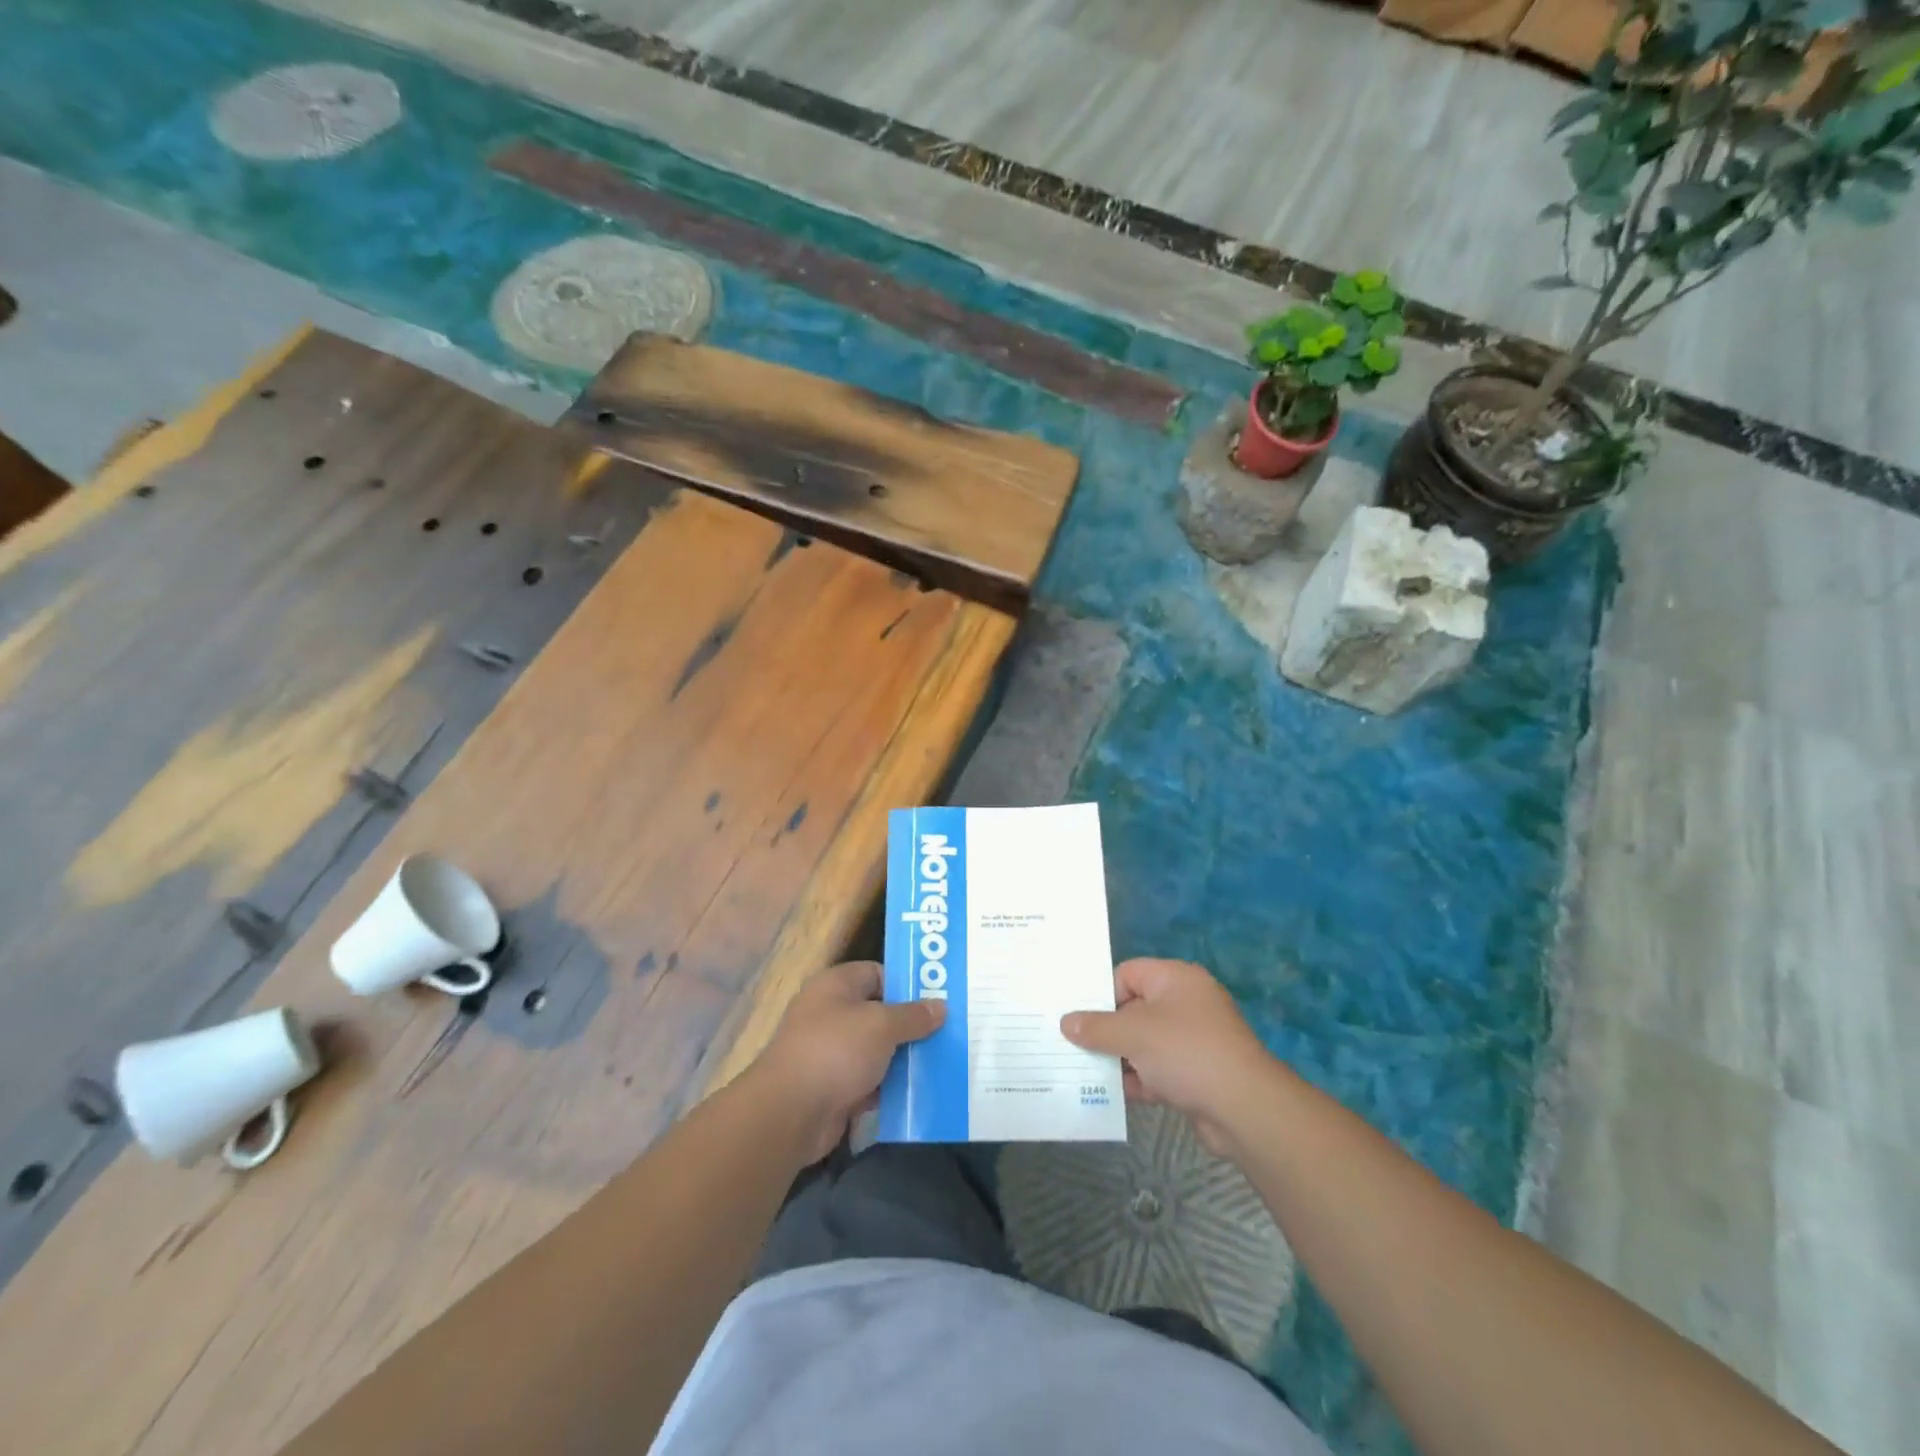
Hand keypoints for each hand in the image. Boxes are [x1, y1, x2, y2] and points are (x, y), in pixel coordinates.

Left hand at [752, 960, 944, 1164]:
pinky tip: (921, 1092)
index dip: (908, 984)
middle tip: (949, 1032)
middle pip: (880, 1013)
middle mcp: (831, 1013)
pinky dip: (890, 1087)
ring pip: (877, 1050)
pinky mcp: (833, 1088)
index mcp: (836, 985)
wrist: (789, 1113)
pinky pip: (869, 1081)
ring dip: (903, 1059)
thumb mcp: (882, 1025)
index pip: (878, 973)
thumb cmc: (836, 1051)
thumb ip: (913, 1016)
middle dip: (911, 1025)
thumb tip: (941, 1006)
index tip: (940, 998)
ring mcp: (830, 1053)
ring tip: (943, 1062)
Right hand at [1061, 958, 1274, 1156]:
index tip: (1081, 1019)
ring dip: (1121, 1059)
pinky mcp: (1198, 1073)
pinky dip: (1140, 1080)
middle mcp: (1187, 1003)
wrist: (1244, 1109)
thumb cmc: (1185, 1053)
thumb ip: (1096, 1027)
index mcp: (1175, 979)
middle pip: (1134, 1009)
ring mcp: (1195, 1040)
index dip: (1103, 994)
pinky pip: (1159, 1069)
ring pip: (1145, 1043)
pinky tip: (1117, 1096)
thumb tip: (1067, 1022)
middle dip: (1107, 1031)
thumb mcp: (1133, 1034)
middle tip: (1075, 1047)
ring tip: (1088, 1074)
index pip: (1127, 973)